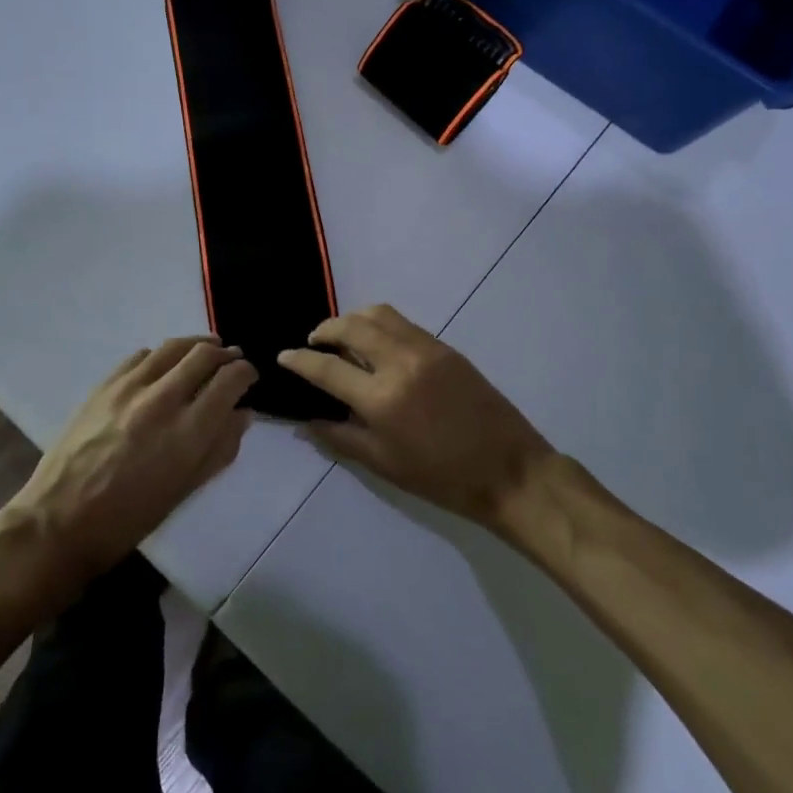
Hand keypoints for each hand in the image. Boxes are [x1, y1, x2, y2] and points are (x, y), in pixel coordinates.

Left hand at [5, 338, 256, 588]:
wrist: (60, 520)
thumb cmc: (130, 518)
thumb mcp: (185, 490)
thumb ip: (220, 448)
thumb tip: (242, 414)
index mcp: (189, 431)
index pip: (230, 380)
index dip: (246, 373)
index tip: (250, 376)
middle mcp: (163, 399)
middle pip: (205, 354)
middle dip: (226, 354)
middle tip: (232, 360)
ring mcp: (130, 386)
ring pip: (174, 346)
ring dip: (197, 344)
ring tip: (206, 350)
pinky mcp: (104, 384)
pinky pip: (142, 355)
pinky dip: (162, 354)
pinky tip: (165, 365)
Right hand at [278, 305, 553, 526]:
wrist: (509, 469)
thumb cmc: (442, 478)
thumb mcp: (385, 465)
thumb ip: (341, 438)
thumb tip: (307, 421)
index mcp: (382, 398)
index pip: (328, 369)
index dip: (300, 361)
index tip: (284, 356)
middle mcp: (400, 362)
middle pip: (350, 327)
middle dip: (324, 330)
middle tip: (313, 342)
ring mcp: (426, 349)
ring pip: (378, 314)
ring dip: (352, 319)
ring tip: (342, 336)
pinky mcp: (445, 347)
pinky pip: (403, 323)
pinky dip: (380, 324)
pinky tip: (376, 342)